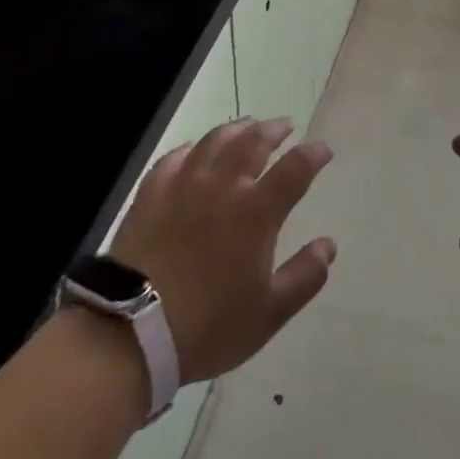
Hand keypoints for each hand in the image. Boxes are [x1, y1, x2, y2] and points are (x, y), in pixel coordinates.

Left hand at [109, 118, 336, 382]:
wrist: (131, 333)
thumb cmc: (208, 325)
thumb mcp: (269, 313)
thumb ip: (304, 277)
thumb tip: (328, 245)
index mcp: (256, 212)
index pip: (294, 169)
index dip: (312, 155)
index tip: (323, 150)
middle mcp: (222, 187)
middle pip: (252, 142)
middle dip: (273, 130)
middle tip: (285, 126)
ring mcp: (182, 186)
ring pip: (213, 141)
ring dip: (235, 129)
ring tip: (246, 126)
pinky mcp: (149, 195)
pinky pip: (173, 159)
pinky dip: (189, 149)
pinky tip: (192, 150)